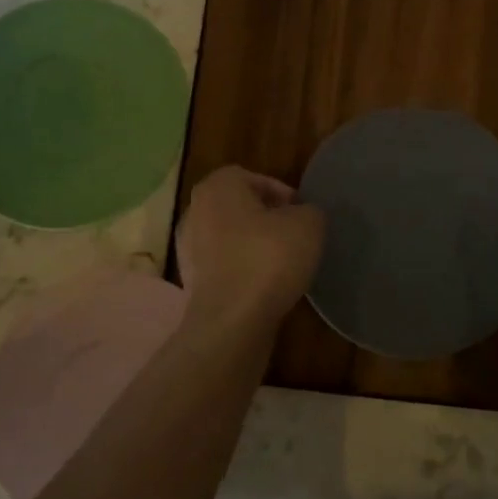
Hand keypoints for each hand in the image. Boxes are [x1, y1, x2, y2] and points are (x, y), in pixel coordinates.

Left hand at [175, 167, 325, 330]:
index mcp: (217, 187)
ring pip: (230, 238)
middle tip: (293, 235)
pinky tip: (265, 286)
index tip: (301, 212)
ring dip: (253, 246)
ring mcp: (188, 249)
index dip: (280, 191)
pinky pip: (224, 267)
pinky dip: (243, 271)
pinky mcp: (192, 282)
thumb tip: (301, 216)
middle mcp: (195, 211)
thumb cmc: (269, 258)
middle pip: (238, 207)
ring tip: (283, 263)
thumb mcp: (309, 224)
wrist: (232, 320)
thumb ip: (309, 211)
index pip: (251, 177)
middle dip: (266, 219)